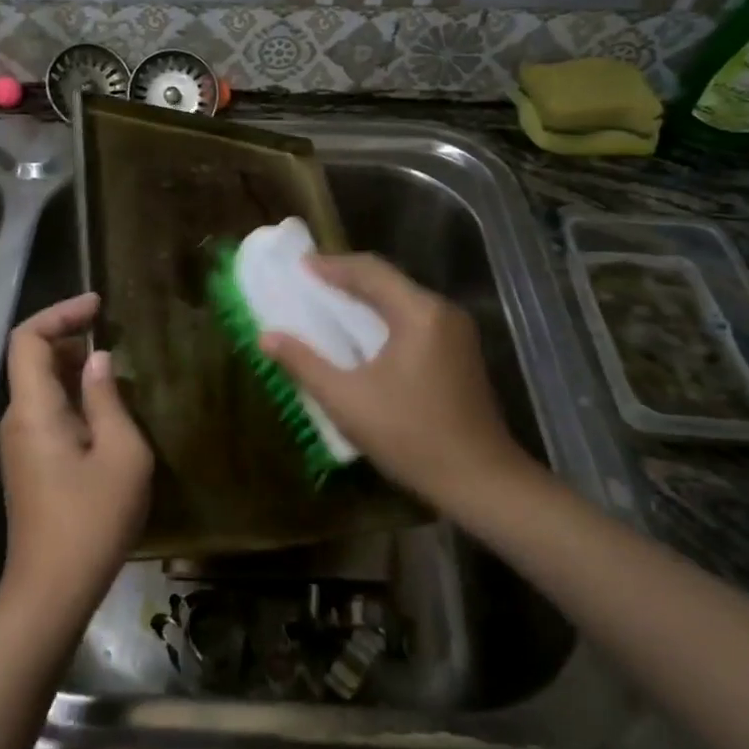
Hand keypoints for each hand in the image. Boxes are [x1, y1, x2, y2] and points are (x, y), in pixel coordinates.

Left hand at [0, 292, 152, 629]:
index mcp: (33, 409)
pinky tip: (104, 408)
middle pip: (30, 358)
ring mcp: (18, 443)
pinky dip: (70, 394)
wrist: (52, 590)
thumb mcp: (121, 453)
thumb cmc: (92, 519)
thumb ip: (108, 399)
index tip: (97, 305)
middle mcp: (16, 419)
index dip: (59, 313)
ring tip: (115, 366)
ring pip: (38, 386)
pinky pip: (44, 411)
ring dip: (71, 366)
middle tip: (113, 332)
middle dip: (68, 335)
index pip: (26, 339)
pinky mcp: (27, 463)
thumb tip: (98, 360)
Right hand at [258, 255, 541, 517]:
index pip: (370, 271)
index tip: (299, 266)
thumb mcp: (347, 401)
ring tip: (329, 303)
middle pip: (389, 280)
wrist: (481, 481)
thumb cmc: (411, 437)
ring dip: (366, 297)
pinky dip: (385, 316)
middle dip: (347, 278)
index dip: (331, 266)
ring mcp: (457, 331)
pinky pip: (415, 318)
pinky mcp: (461, 352)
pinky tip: (364, 333)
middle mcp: (442, 311)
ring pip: (403, 299)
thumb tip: (266, 337)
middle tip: (310, 283)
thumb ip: (304, 364)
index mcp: (419, 313)